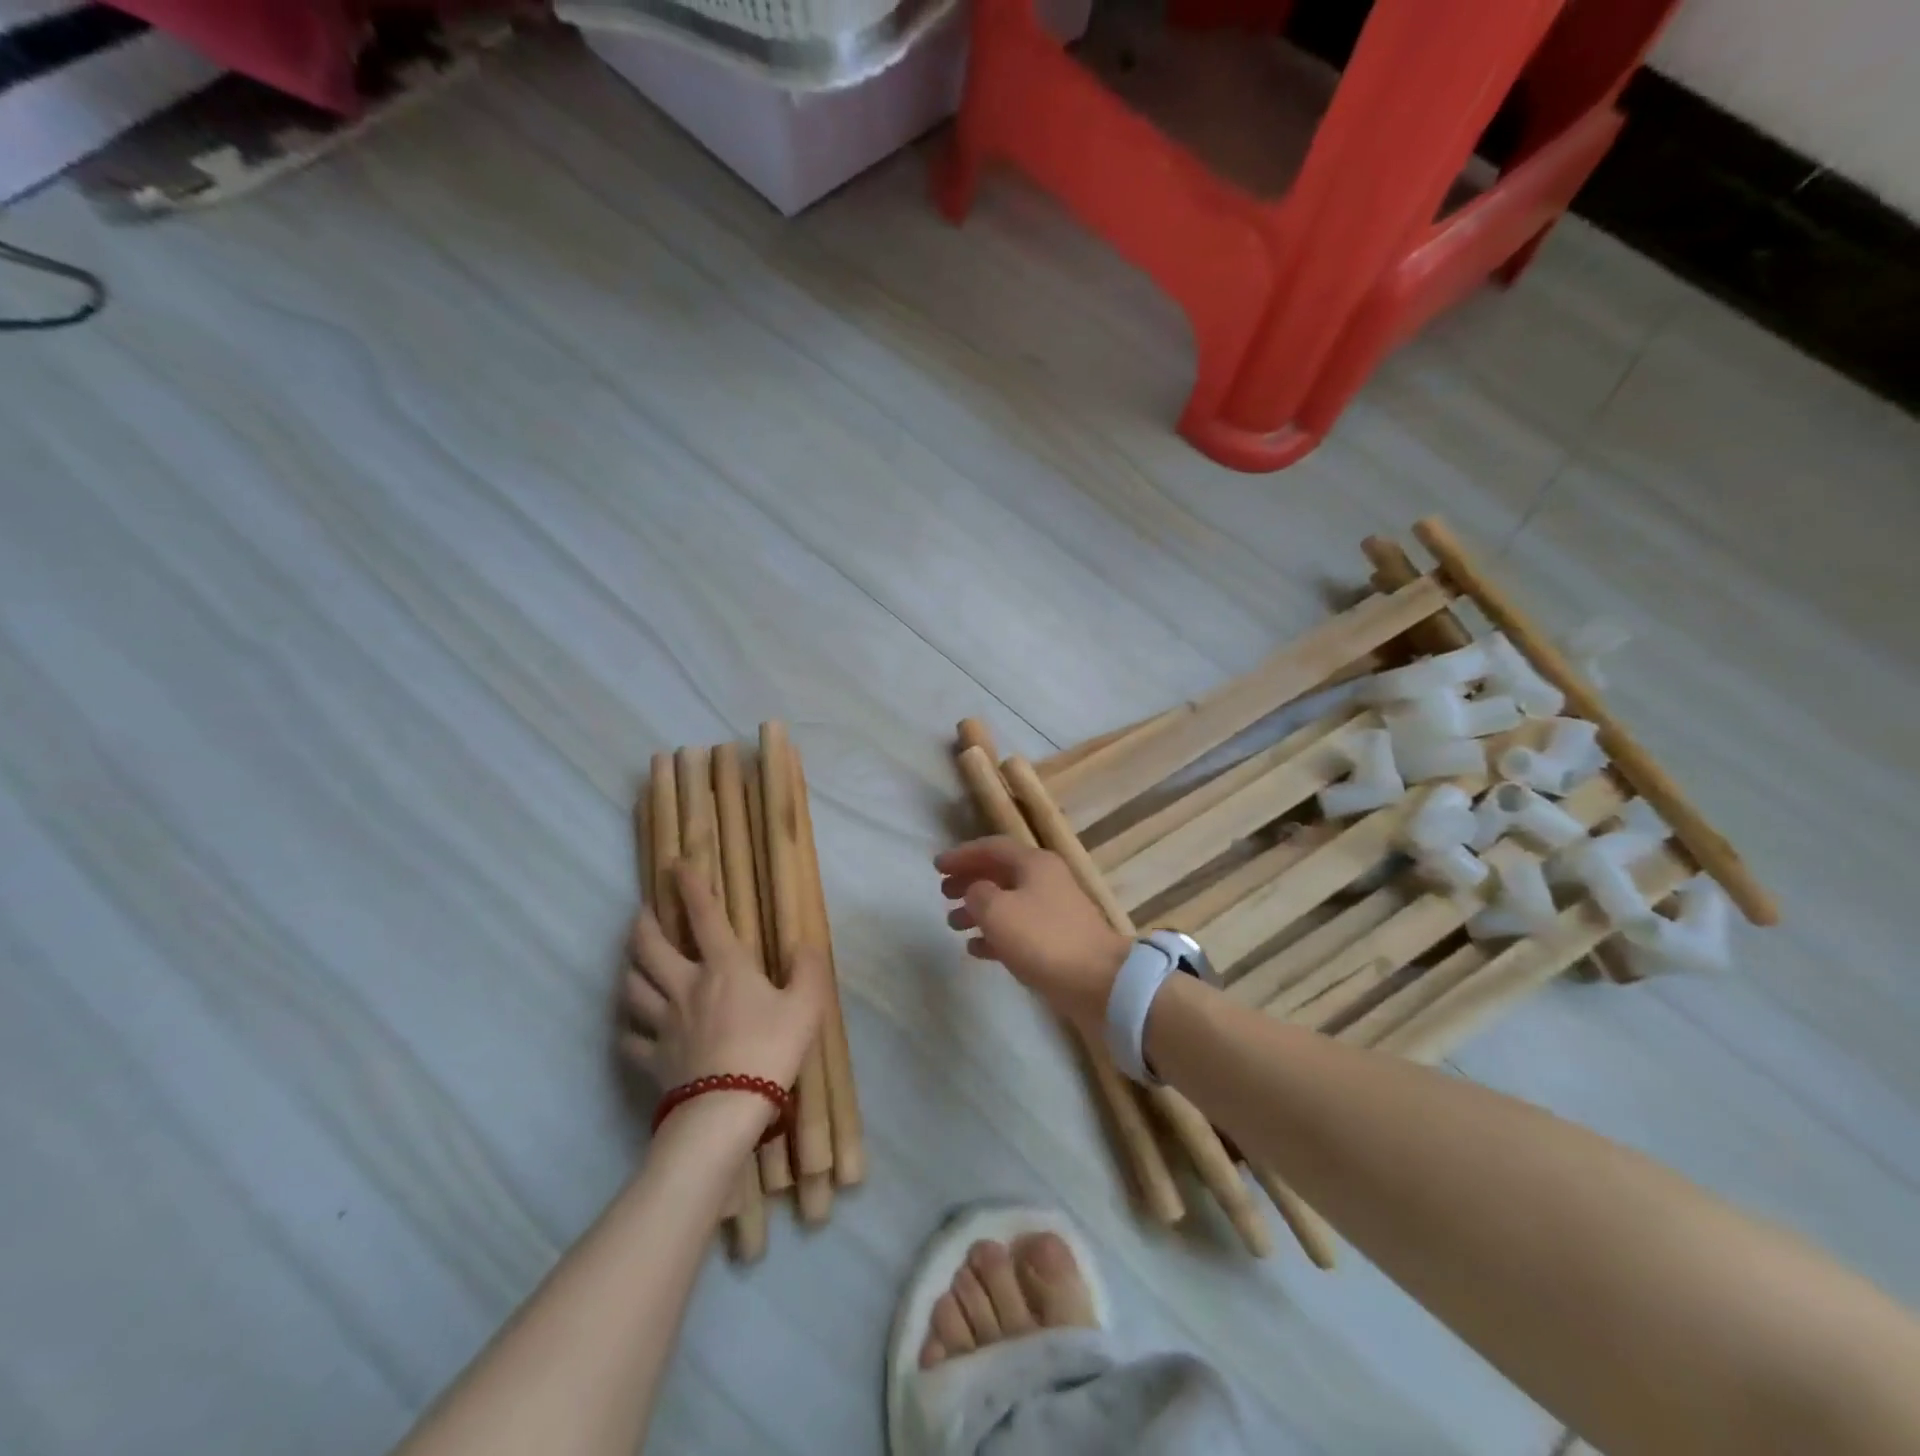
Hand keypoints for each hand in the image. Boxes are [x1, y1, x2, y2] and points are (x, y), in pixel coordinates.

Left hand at [621, 864, 828, 1094]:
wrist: (727, 1108)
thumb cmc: (771, 1049)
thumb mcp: (806, 1005)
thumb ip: (807, 970)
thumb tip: (804, 944)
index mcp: (724, 967)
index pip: (705, 916)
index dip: (690, 887)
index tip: (675, 864)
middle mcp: (686, 986)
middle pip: (651, 948)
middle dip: (643, 924)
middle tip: (642, 912)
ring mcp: (664, 1023)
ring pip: (633, 987)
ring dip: (629, 969)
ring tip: (632, 962)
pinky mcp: (653, 1059)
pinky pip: (630, 1040)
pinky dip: (627, 1029)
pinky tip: (630, 1028)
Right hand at [935, 837, 1130, 1034]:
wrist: (1099, 981)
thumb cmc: (1043, 939)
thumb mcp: (998, 911)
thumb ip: (977, 894)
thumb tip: (976, 892)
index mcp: (1034, 863)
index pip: (991, 847)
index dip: (962, 855)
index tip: (936, 866)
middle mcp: (1046, 880)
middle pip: (1000, 873)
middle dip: (970, 881)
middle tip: (943, 894)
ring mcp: (1054, 911)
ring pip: (1008, 902)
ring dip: (979, 910)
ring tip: (952, 925)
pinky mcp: (1057, 941)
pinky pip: (1018, 929)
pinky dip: (995, 934)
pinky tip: (975, 948)